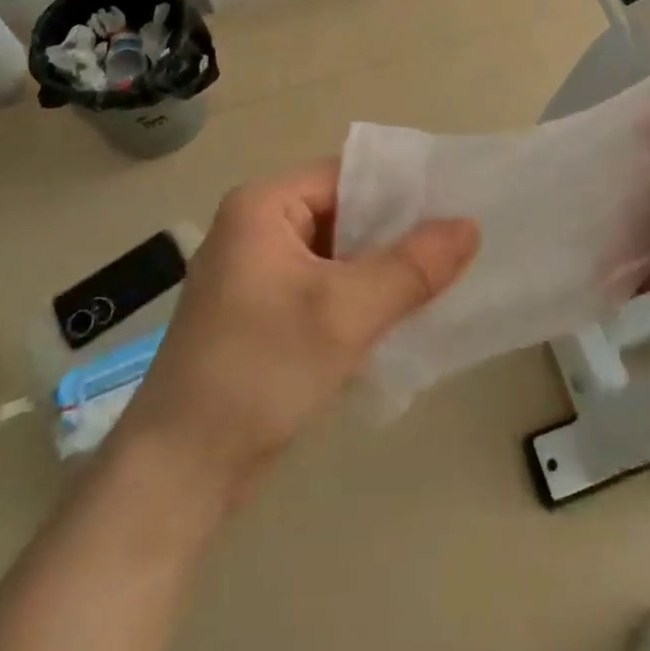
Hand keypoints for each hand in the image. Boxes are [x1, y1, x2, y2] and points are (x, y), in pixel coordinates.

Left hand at [118, 160, 477, 507]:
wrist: (179, 474)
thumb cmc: (259, 371)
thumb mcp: (344, 313)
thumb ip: (411, 267)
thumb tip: (470, 226)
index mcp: (263, 206)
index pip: (347, 176)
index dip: (403, 190)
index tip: (456, 208)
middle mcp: (256, 228)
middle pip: (344, 213)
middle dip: (397, 234)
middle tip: (458, 248)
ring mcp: (257, 273)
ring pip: (337, 255)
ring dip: (381, 269)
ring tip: (442, 280)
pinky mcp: (262, 314)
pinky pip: (324, 287)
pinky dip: (359, 297)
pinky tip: (400, 315)